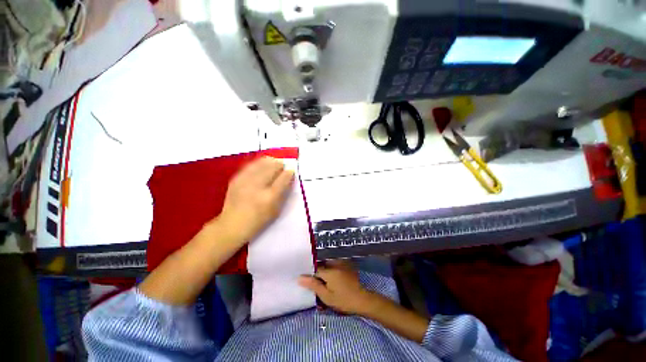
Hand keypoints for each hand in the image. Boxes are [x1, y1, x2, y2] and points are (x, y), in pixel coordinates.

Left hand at [217, 157, 293, 243]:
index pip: (283, 179)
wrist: (232, 224)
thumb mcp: (276, 210)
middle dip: (280, 164)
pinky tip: (262, 164)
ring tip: (274, 162)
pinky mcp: (236, 179)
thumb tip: (288, 178)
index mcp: (270, 197)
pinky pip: (250, 166)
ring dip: (270, 162)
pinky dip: (258, 163)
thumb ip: (283, 193)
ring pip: (261, 164)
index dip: (289, 173)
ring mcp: (245, 181)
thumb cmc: (258, 220)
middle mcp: (258, 186)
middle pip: (272, 168)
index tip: (291, 171)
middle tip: (283, 165)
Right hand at [298, 261, 378, 315]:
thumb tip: (300, 277)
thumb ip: (313, 285)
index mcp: (329, 271)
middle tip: (314, 280)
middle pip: (321, 264)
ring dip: (324, 269)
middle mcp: (335, 263)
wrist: (362, 300)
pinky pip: (334, 264)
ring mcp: (341, 263)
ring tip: (323, 280)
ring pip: (328, 263)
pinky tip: (331, 277)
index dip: (309, 274)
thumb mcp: (326, 296)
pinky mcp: (346, 265)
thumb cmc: (343, 300)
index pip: (315, 268)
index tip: (306, 279)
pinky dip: (330, 268)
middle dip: (317, 271)